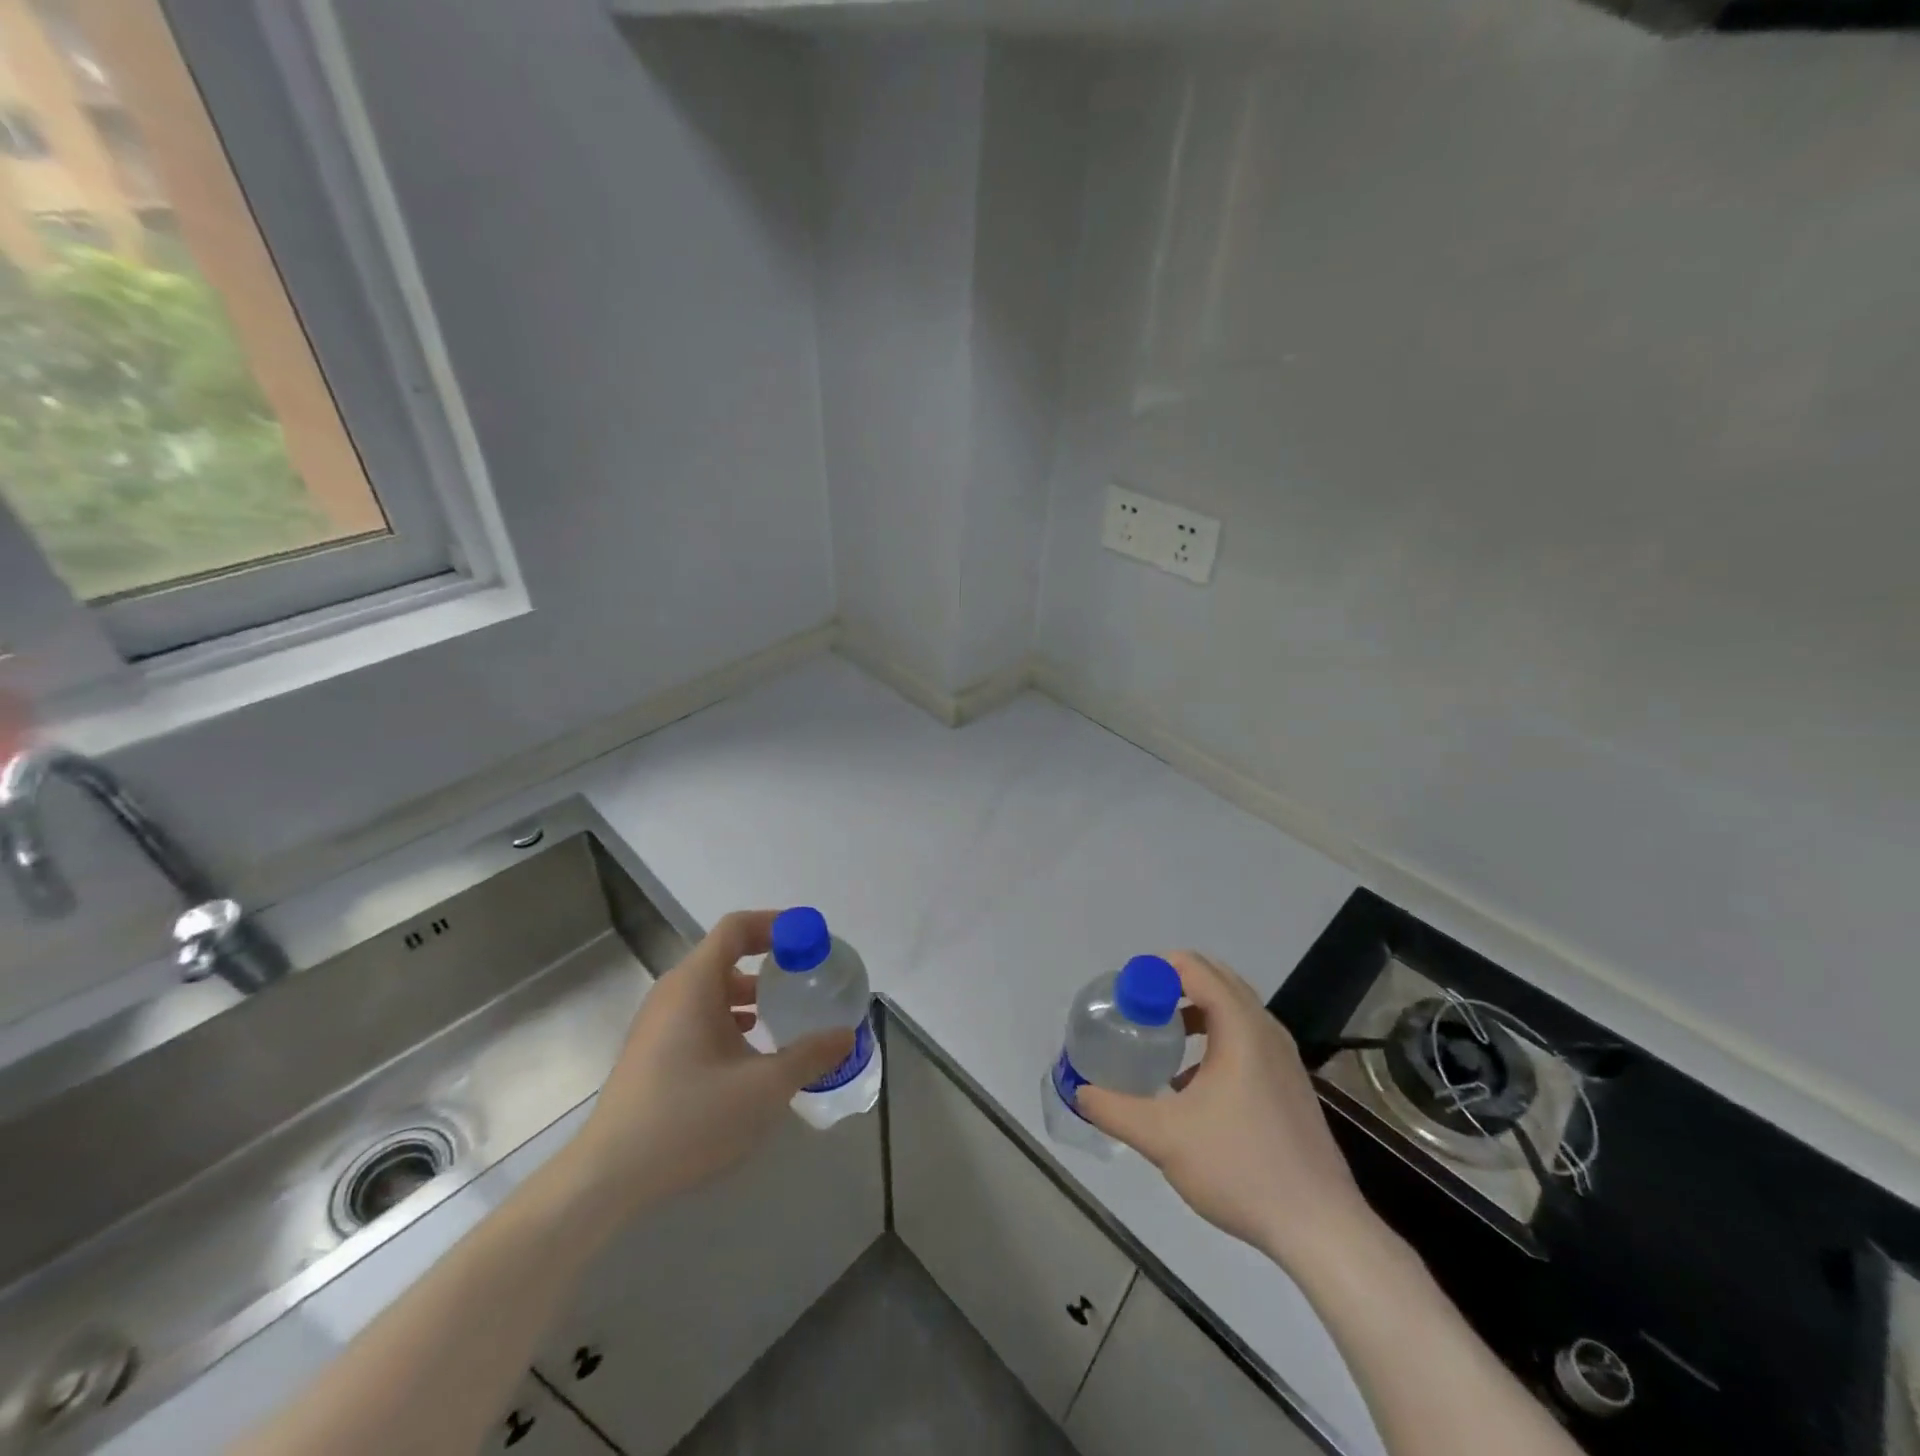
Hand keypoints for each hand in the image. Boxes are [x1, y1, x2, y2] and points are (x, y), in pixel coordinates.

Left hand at [573, 910, 853, 1219]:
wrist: (607, 1176)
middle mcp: (673, 992)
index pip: (737, 927)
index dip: (776, 924)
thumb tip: (846, 1035)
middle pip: (725, 955)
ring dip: (750, 993)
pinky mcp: (652, 1051)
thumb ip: (809, 1056)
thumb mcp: (763, 1088)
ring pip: (711, 988)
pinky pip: (698, 1014)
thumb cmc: (689, 1117)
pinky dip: (729, 1017)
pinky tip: (749, 1051)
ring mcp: (657, 1022)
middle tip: (805, 976)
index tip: (810, 939)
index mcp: (695, 983)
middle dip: (768, 961)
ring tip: (783, 1014)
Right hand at [1076, 951, 1377, 1270]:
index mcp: (1241, 1027)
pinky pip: (1245, 1036)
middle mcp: (1265, 1030)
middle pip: (1215, 979)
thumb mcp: (1164, 1138)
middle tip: (1136, 1008)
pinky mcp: (1289, 1083)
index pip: (1194, 968)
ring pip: (1232, 1009)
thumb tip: (1080, 1091)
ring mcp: (1283, 1057)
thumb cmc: (1241, 1168)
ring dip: (1194, 1010)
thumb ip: (1115, 1110)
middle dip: (1172, 984)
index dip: (1154, 971)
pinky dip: (1214, 1036)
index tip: (1124, 994)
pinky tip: (1190, 1082)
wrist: (1321, 1228)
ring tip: (1159, 1036)